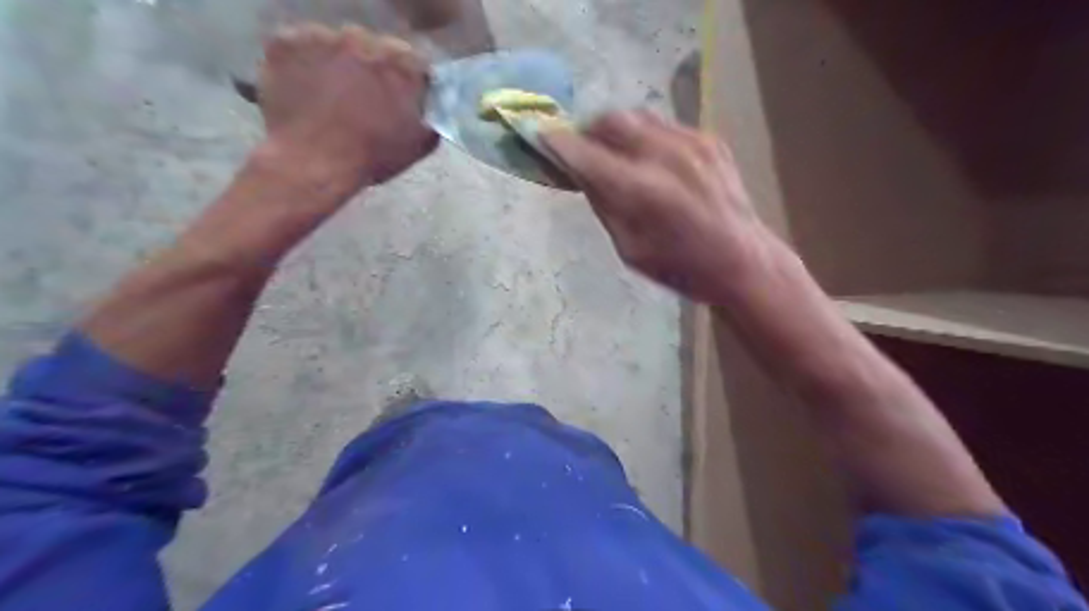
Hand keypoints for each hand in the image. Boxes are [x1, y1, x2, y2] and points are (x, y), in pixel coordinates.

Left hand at [257, 23, 436, 188]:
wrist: (313, 162)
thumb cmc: (372, 156)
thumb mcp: (418, 145)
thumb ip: (431, 118)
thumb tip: (432, 108)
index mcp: (402, 62)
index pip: (414, 62)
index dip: (409, 81)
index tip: (401, 98)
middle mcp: (364, 38)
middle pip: (373, 48)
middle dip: (372, 69)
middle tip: (364, 99)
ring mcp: (321, 36)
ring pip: (335, 45)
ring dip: (338, 65)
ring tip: (331, 98)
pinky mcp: (286, 41)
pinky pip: (300, 48)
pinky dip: (304, 65)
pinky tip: (306, 92)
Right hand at [541, 111, 783, 301]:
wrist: (742, 260)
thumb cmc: (679, 268)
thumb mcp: (629, 248)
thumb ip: (603, 204)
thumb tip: (581, 173)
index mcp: (641, 191)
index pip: (585, 154)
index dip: (557, 142)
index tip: (538, 135)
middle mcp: (664, 156)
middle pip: (611, 121)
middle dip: (588, 131)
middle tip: (582, 151)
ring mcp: (691, 142)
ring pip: (638, 117)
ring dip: (617, 131)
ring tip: (616, 154)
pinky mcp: (709, 139)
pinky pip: (664, 127)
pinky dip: (646, 139)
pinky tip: (651, 162)